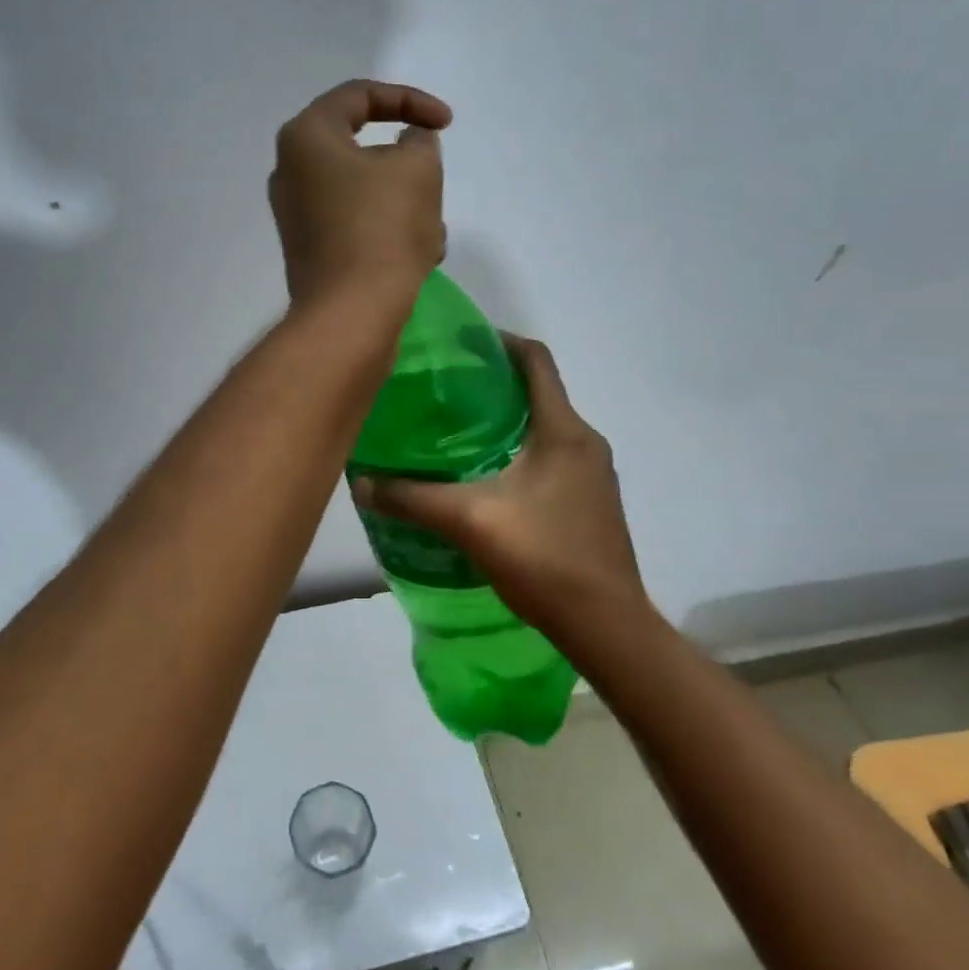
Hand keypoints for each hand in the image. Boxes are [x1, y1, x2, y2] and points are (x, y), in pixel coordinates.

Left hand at [270, 80, 452, 310]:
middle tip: (434, 184)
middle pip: (363, 150)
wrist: (351, 315)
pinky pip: (357, 226)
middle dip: (409, 168)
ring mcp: (298, 216)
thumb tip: (408, 144)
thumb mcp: (418, 168)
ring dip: (406, 206)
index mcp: (306, 137)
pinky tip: (417, 258)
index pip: (360, 96)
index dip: (410, 100)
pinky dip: (388, 233)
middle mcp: (291, 172)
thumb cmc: (383, 229)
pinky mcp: (311, 252)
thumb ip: (419, 141)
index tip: (446, 123)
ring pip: (366, 193)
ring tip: (431, 233)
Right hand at [349, 336, 648, 645]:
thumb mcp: (470, 521)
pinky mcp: (591, 503)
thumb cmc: (544, 558)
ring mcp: (594, 475)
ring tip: (455, 434)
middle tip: (443, 393)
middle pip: (539, 392)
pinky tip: (484, 480)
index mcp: (564, 430)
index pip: (536, 360)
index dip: (499, 342)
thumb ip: (412, 499)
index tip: (459, 344)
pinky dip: (519, 453)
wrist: (607, 627)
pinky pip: (552, 458)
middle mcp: (586, 442)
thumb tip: (361, 483)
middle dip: (493, 386)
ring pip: (545, 429)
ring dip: (505, 423)